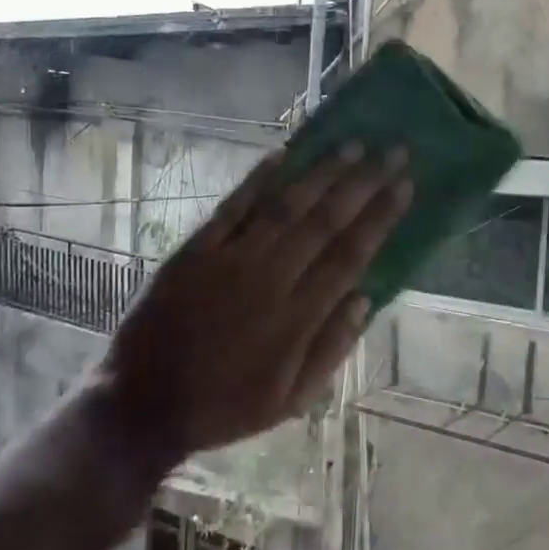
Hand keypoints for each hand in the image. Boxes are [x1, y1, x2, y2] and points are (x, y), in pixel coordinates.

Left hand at [89, 143, 411, 473]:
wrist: (144, 404)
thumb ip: (331, 349)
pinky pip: (231, 208)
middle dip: (363, 183)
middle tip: (393, 151)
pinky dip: (257, 180)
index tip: (405, 186)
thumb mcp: (290, 400)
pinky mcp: (194, 252)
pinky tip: (282, 153)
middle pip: (325, 222)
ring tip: (351, 143)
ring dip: (321, 173)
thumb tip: (366, 299)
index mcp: (297, 319)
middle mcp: (270, 280)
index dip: (380, 218)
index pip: (351, 256)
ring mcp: (229, 261)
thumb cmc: (225, 406)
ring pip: (284, 207)